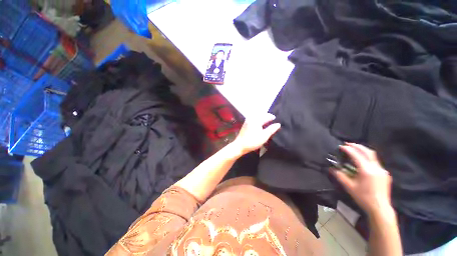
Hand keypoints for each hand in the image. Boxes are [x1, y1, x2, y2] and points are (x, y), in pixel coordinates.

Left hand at [232, 113, 280, 155]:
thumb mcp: (264, 136)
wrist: (240, 145)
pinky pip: (254, 119)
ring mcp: (247, 121)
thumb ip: (271, 129)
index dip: (272, 117)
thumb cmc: (253, 141)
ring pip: (257, 117)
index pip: (266, 116)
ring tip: (267, 122)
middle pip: (262, 115)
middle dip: (267, 117)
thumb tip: (278, 124)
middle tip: (272, 121)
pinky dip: (258, 120)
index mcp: (256, 120)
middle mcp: (251, 118)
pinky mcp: (245, 124)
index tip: (276, 120)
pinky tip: (260, 125)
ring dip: (263, 118)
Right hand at [332, 143, 392, 215]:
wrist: (380, 208)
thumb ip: (340, 176)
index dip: (348, 149)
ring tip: (355, 149)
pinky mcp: (384, 174)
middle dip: (357, 146)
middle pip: (368, 152)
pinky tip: (363, 161)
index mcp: (367, 170)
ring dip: (363, 151)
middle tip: (348, 144)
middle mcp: (376, 168)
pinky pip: (375, 162)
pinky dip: (367, 158)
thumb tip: (332, 169)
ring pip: (373, 156)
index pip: (357, 155)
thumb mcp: (349, 187)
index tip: (341, 146)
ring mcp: (382, 170)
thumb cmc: (363, 197)